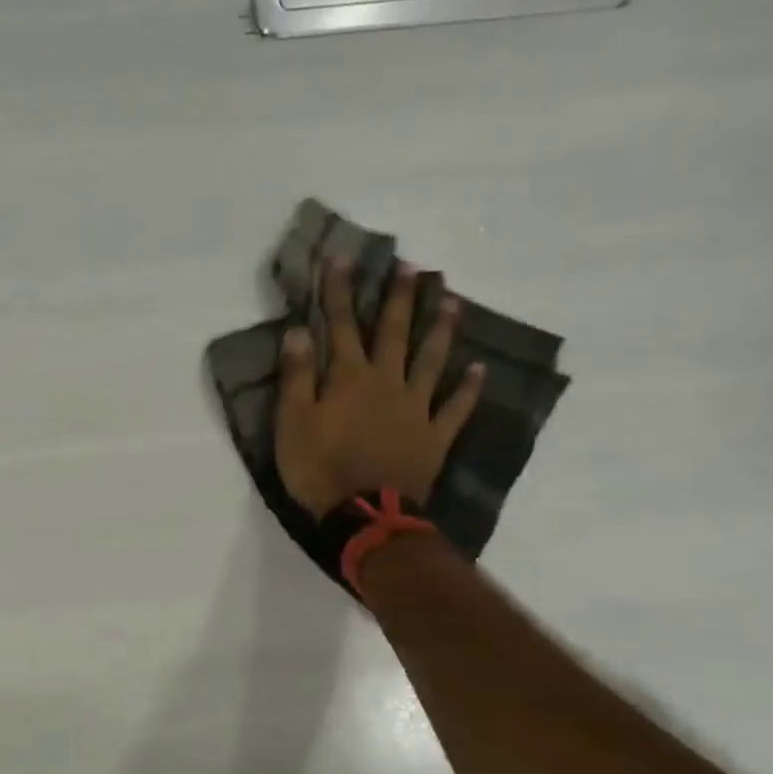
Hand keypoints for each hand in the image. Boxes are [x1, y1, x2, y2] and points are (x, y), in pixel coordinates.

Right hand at [275, 259, 484, 515]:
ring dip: (441, 330)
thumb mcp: (292, 423)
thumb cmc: (320, 468)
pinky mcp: (434, 436)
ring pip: (431, 360)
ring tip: (452, 301)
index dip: (340, 292)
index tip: (342, 259)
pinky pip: (456, 407)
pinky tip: (479, 369)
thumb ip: (297, 377)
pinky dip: (469, 388)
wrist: (365, 514)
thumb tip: (298, 331)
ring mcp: (416, 408)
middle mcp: (387, 383)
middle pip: (394, 333)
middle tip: (412, 268)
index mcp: (349, 378)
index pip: (342, 326)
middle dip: (400, 299)